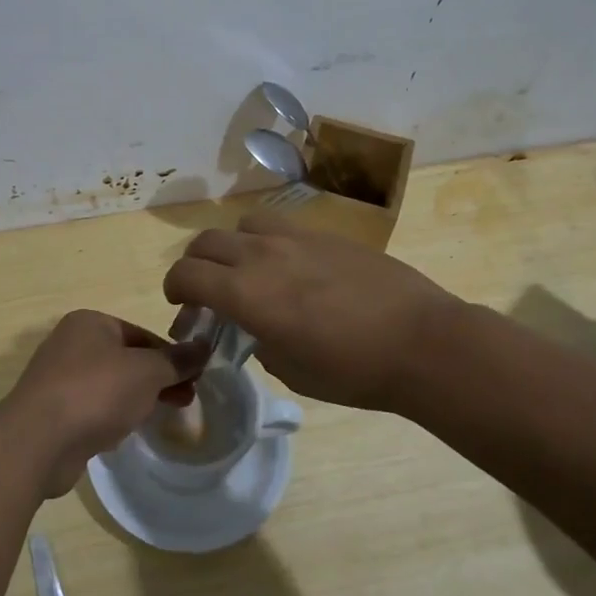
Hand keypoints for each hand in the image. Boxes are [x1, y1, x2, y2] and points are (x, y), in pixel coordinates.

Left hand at [0, 310, 209, 497]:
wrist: (38, 440)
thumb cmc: (96, 391)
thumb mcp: (147, 371)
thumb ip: (176, 360)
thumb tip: (203, 347)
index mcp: (90, 323)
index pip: (142, 334)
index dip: (171, 355)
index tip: (195, 378)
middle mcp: (71, 344)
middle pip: (127, 359)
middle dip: (158, 379)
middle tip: (186, 399)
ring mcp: (59, 379)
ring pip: (111, 385)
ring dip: (137, 398)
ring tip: (162, 416)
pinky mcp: (54, 412)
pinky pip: (93, 409)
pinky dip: (112, 416)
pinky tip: (125, 432)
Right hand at [162, 211, 464, 410]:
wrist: (421, 342)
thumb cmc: (353, 370)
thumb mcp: (292, 371)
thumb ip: (260, 344)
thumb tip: (258, 329)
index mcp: (246, 293)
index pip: (186, 273)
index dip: (174, 288)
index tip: (182, 305)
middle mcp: (262, 255)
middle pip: (206, 242)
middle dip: (196, 265)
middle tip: (208, 291)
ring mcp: (297, 238)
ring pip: (243, 225)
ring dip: (233, 246)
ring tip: (249, 270)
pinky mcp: (327, 234)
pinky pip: (282, 226)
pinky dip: (269, 242)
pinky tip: (292, 267)